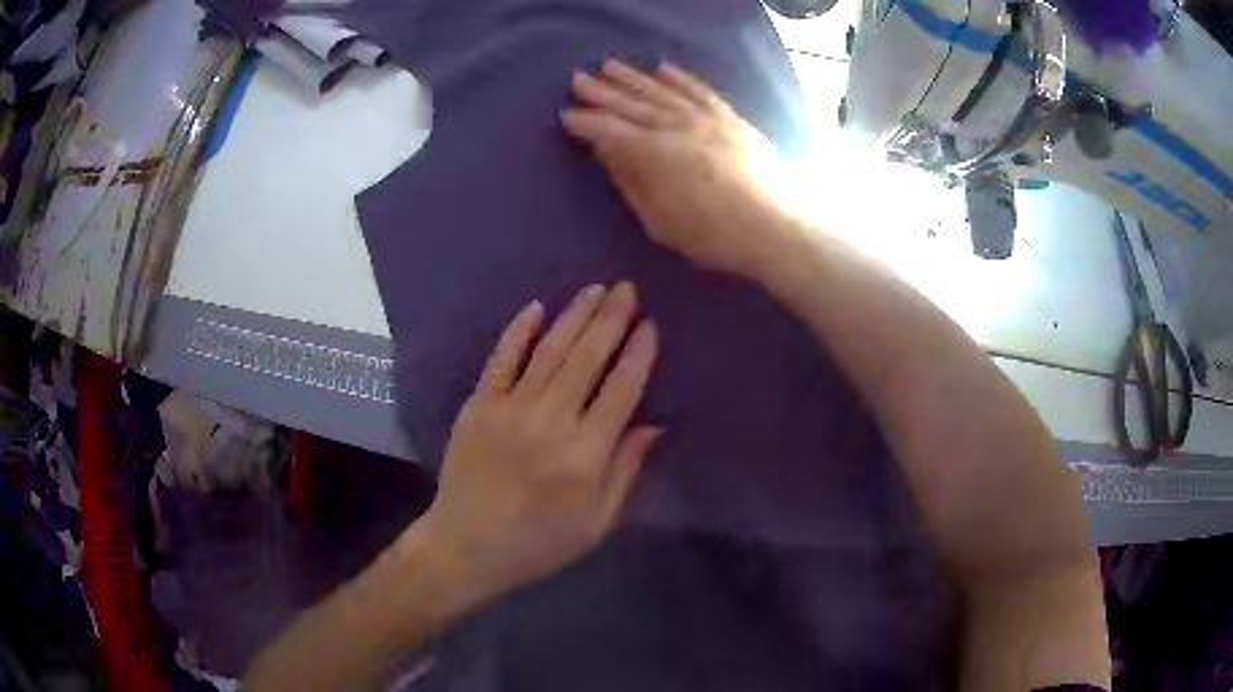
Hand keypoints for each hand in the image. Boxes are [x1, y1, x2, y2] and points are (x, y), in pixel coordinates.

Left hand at [416, 282, 661, 611]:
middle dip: (611, 319)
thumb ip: (626, 471)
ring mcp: (509, 409)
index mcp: (585, 456)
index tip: (651, 325)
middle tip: (627, 288)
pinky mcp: (479, 405)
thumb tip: (655, 425)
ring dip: (575, 315)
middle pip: (588, 359)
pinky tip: (537, 307)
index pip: (621, 391)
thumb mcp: (596, 523)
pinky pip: (501, 359)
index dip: (639, 354)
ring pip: (549, 351)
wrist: (466, 546)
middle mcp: (550, 423)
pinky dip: (519, 331)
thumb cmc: (539, 543)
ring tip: (596, 288)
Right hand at [563, 59, 806, 278]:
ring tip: (610, 66)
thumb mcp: (660, 222)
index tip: (567, 114)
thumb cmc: (714, 236)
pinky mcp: (730, 118)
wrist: (777, 227)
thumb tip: (607, 152)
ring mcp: (706, 118)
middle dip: (601, 91)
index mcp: (654, 154)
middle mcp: (676, 126)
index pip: (609, 130)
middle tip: (578, 79)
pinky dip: (680, 78)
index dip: (586, 122)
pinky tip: (664, 68)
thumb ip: (631, 182)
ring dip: (633, 77)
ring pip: (661, 90)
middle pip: (631, 104)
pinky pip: (700, 90)